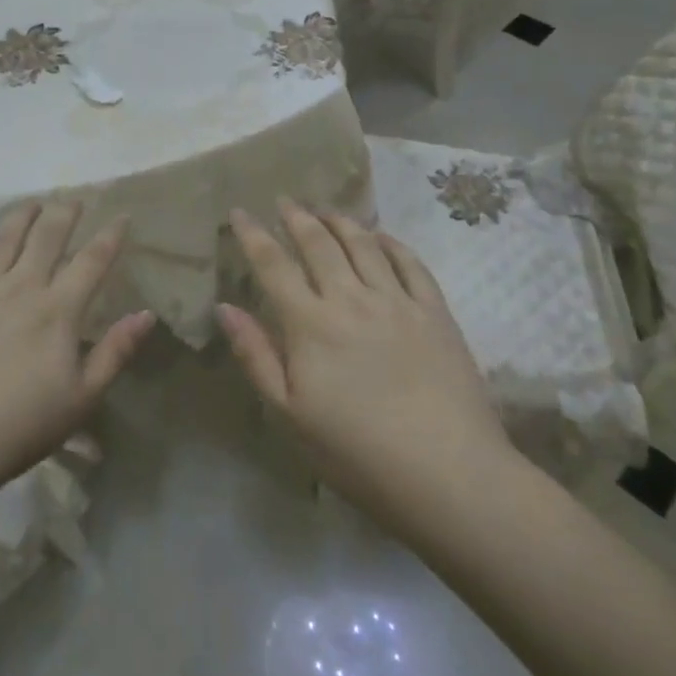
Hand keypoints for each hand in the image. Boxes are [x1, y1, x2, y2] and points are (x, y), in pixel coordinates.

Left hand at [0, 203, 155, 494]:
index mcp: (58, 310)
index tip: (122, 215)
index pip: (92, 261)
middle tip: (73, 200)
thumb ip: (116, 352)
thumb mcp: (82, 398)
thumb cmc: (20, 427)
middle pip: (47, 237)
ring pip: (2, 240)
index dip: (110, 236)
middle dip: (64, 214)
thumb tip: (147, 314)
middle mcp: (19, 287)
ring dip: (20, 217)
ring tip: (32, 204)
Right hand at [219, 199, 515, 525]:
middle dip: (297, 217)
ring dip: (340, 221)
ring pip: (363, 245)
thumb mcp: (290, 415)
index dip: (253, 234)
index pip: (273, 265)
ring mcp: (397, 302)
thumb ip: (256, 355)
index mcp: (310, 324)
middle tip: (285, 200)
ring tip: (326, 209)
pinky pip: (411, 264)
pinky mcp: (435, 313)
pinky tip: (381, 236)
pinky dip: (392, 243)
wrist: (449, 475)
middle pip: (318, 244)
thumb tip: (225, 307)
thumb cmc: (358, 454)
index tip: (239, 212)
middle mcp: (351, 299)